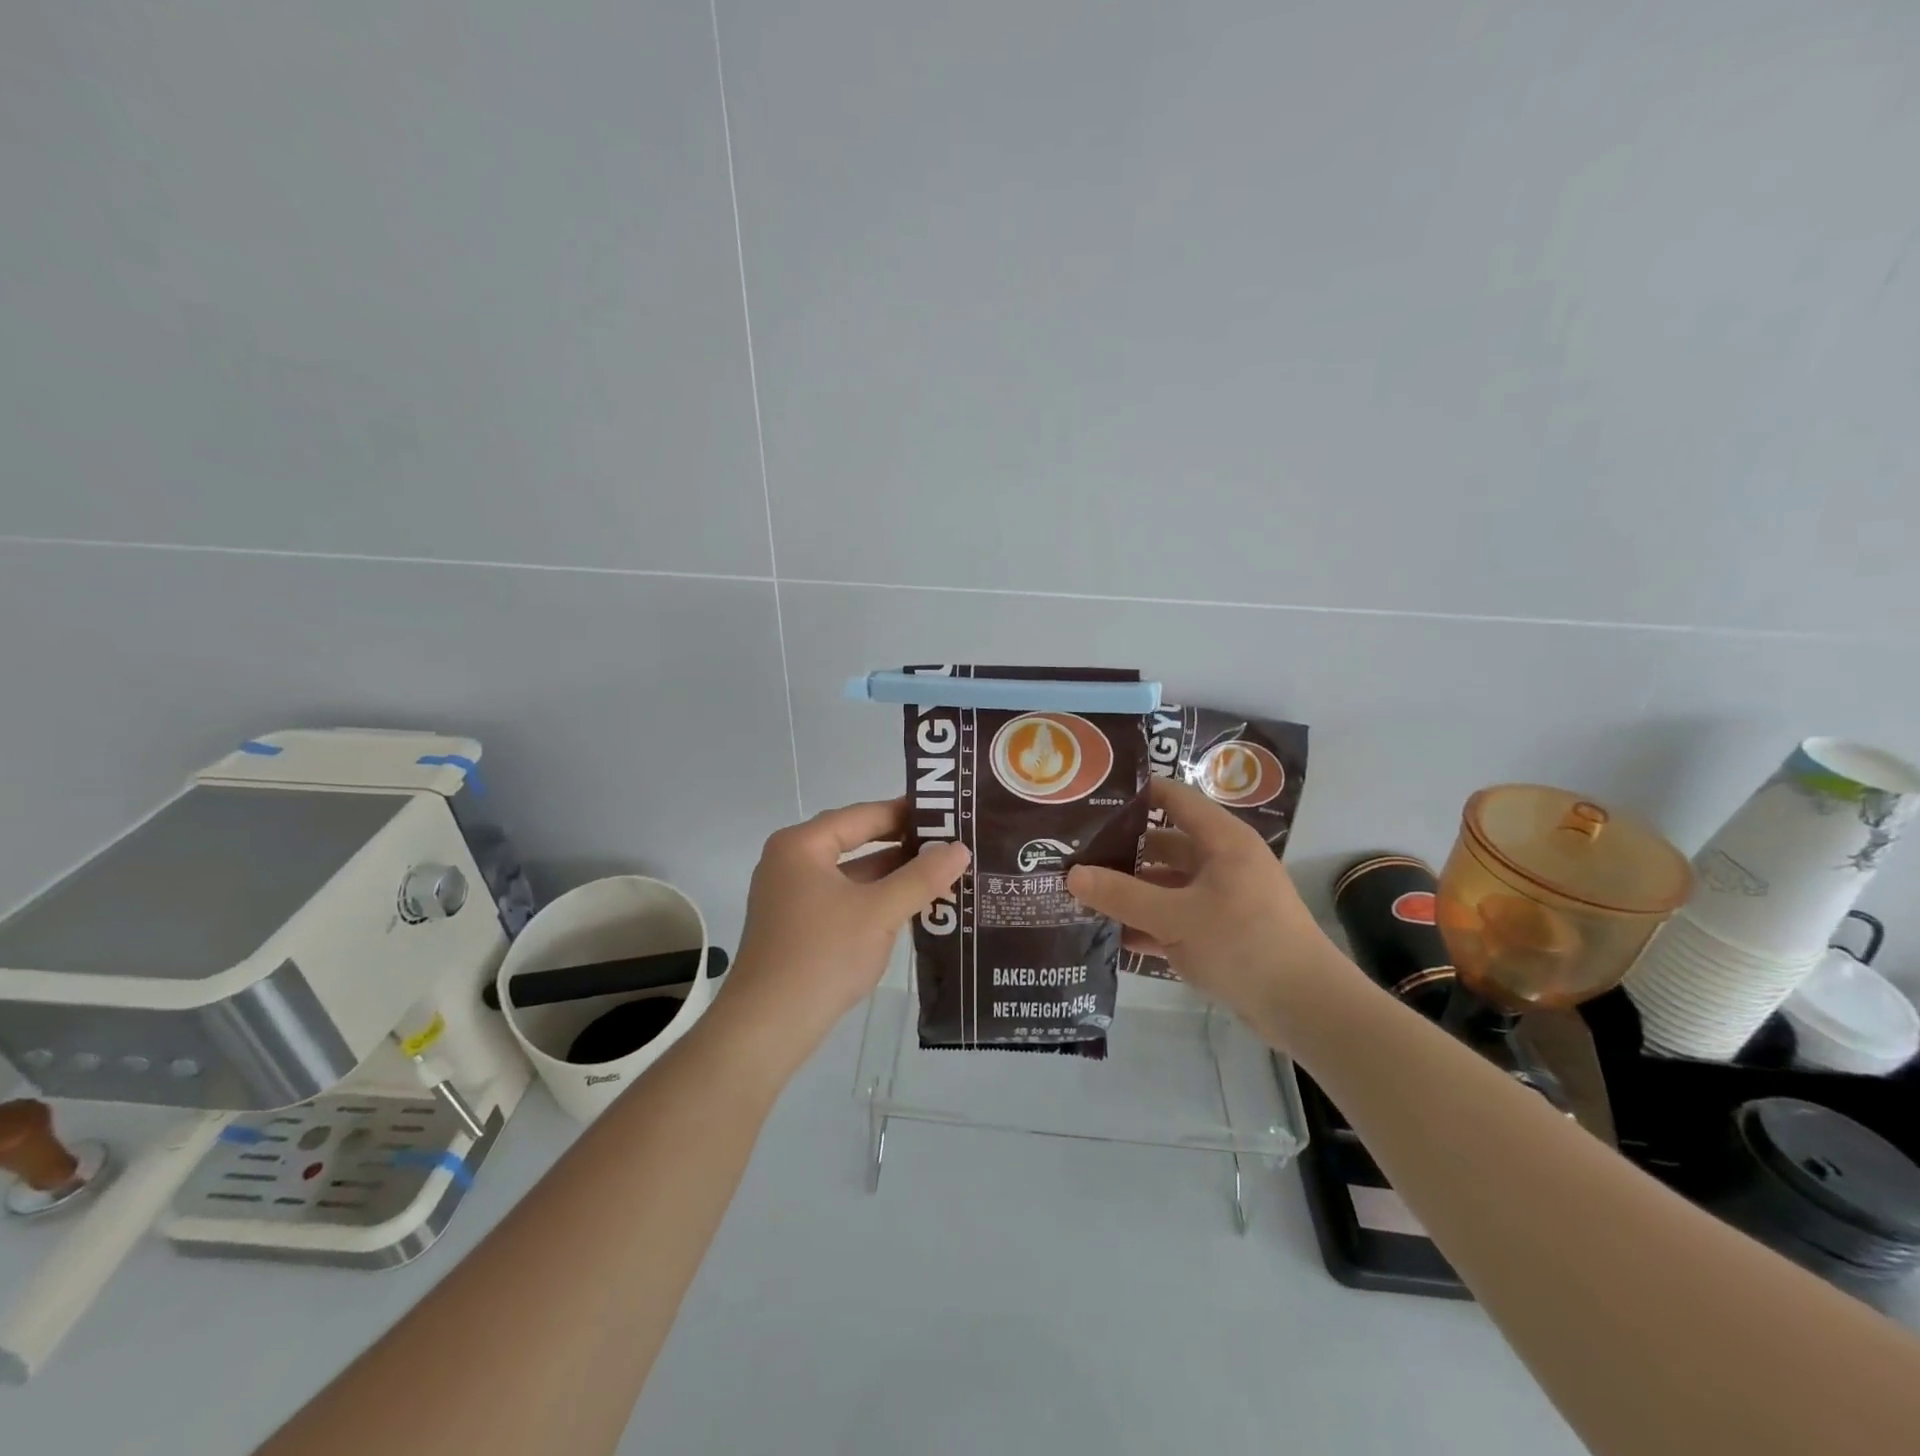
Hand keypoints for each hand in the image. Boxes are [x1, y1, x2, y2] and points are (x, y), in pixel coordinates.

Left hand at [720, 799, 970, 1059]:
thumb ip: (922, 877)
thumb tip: (959, 848)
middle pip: (857, 841)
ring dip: (893, 876)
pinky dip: (876, 900)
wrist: (767, 1027)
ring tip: (943, 874)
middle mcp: (792, 862)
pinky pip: (845, 899)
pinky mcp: (798, 926)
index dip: (907, 813)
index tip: (948, 814)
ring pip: (852, 874)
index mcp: (802, 845)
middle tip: (952, 844)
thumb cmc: (823, 955)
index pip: (863, 815)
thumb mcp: (880, 911)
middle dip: (904, 846)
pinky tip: (912, 908)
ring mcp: (792, 896)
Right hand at [1066, 778, 1351, 1041]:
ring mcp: (1221, 899)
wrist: (1306, 1009)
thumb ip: (1122, 895)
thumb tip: (1072, 875)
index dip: (1135, 794)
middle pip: (1163, 845)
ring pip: (1165, 885)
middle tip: (1074, 853)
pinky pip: (1174, 918)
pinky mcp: (1220, 933)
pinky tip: (1107, 933)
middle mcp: (1222, 862)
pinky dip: (1147, 924)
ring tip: (1080, 893)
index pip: (1173, 799)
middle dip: (1121, 851)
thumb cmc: (1243, 943)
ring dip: (1130, 892)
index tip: (1091, 797)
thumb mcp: (1175, 918)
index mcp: (1221, 840)